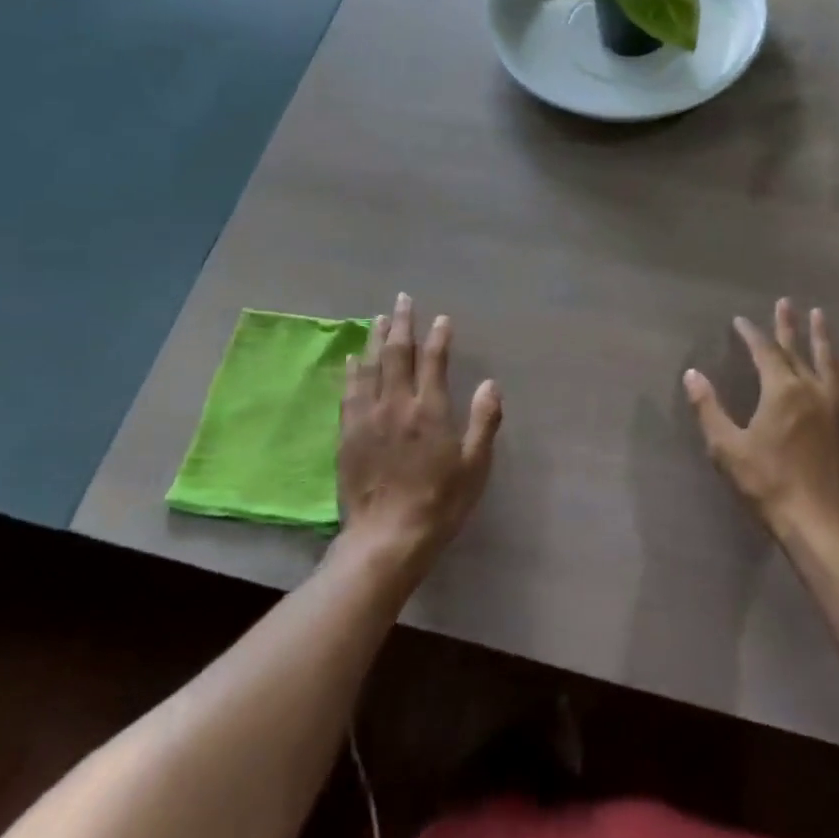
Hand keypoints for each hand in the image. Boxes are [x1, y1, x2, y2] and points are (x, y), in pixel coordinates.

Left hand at [337, 293, 502, 579]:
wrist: (386, 538)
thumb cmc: (439, 503)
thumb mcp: (475, 466)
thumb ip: (484, 421)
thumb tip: (490, 384)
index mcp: (430, 410)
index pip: (433, 360)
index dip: (438, 336)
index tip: (441, 318)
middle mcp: (396, 404)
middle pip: (396, 353)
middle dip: (401, 323)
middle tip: (402, 300)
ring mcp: (367, 417)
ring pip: (369, 366)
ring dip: (374, 339)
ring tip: (378, 318)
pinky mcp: (348, 434)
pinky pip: (348, 392)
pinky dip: (351, 370)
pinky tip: (351, 359)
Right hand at [683, 299, 838, 544]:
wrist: (822, 522)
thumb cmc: (769, 484)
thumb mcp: (727, 448)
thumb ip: (709, 409)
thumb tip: (692, 374)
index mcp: (781, 390)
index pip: (764, 352)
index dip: (751, 334)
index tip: (740, 321)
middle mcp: (811, 389)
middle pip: (797, 349)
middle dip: (788, 326)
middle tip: (786, 303)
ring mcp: (835, 406)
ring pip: (827, 361)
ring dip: (821, 338)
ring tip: (820, 317)